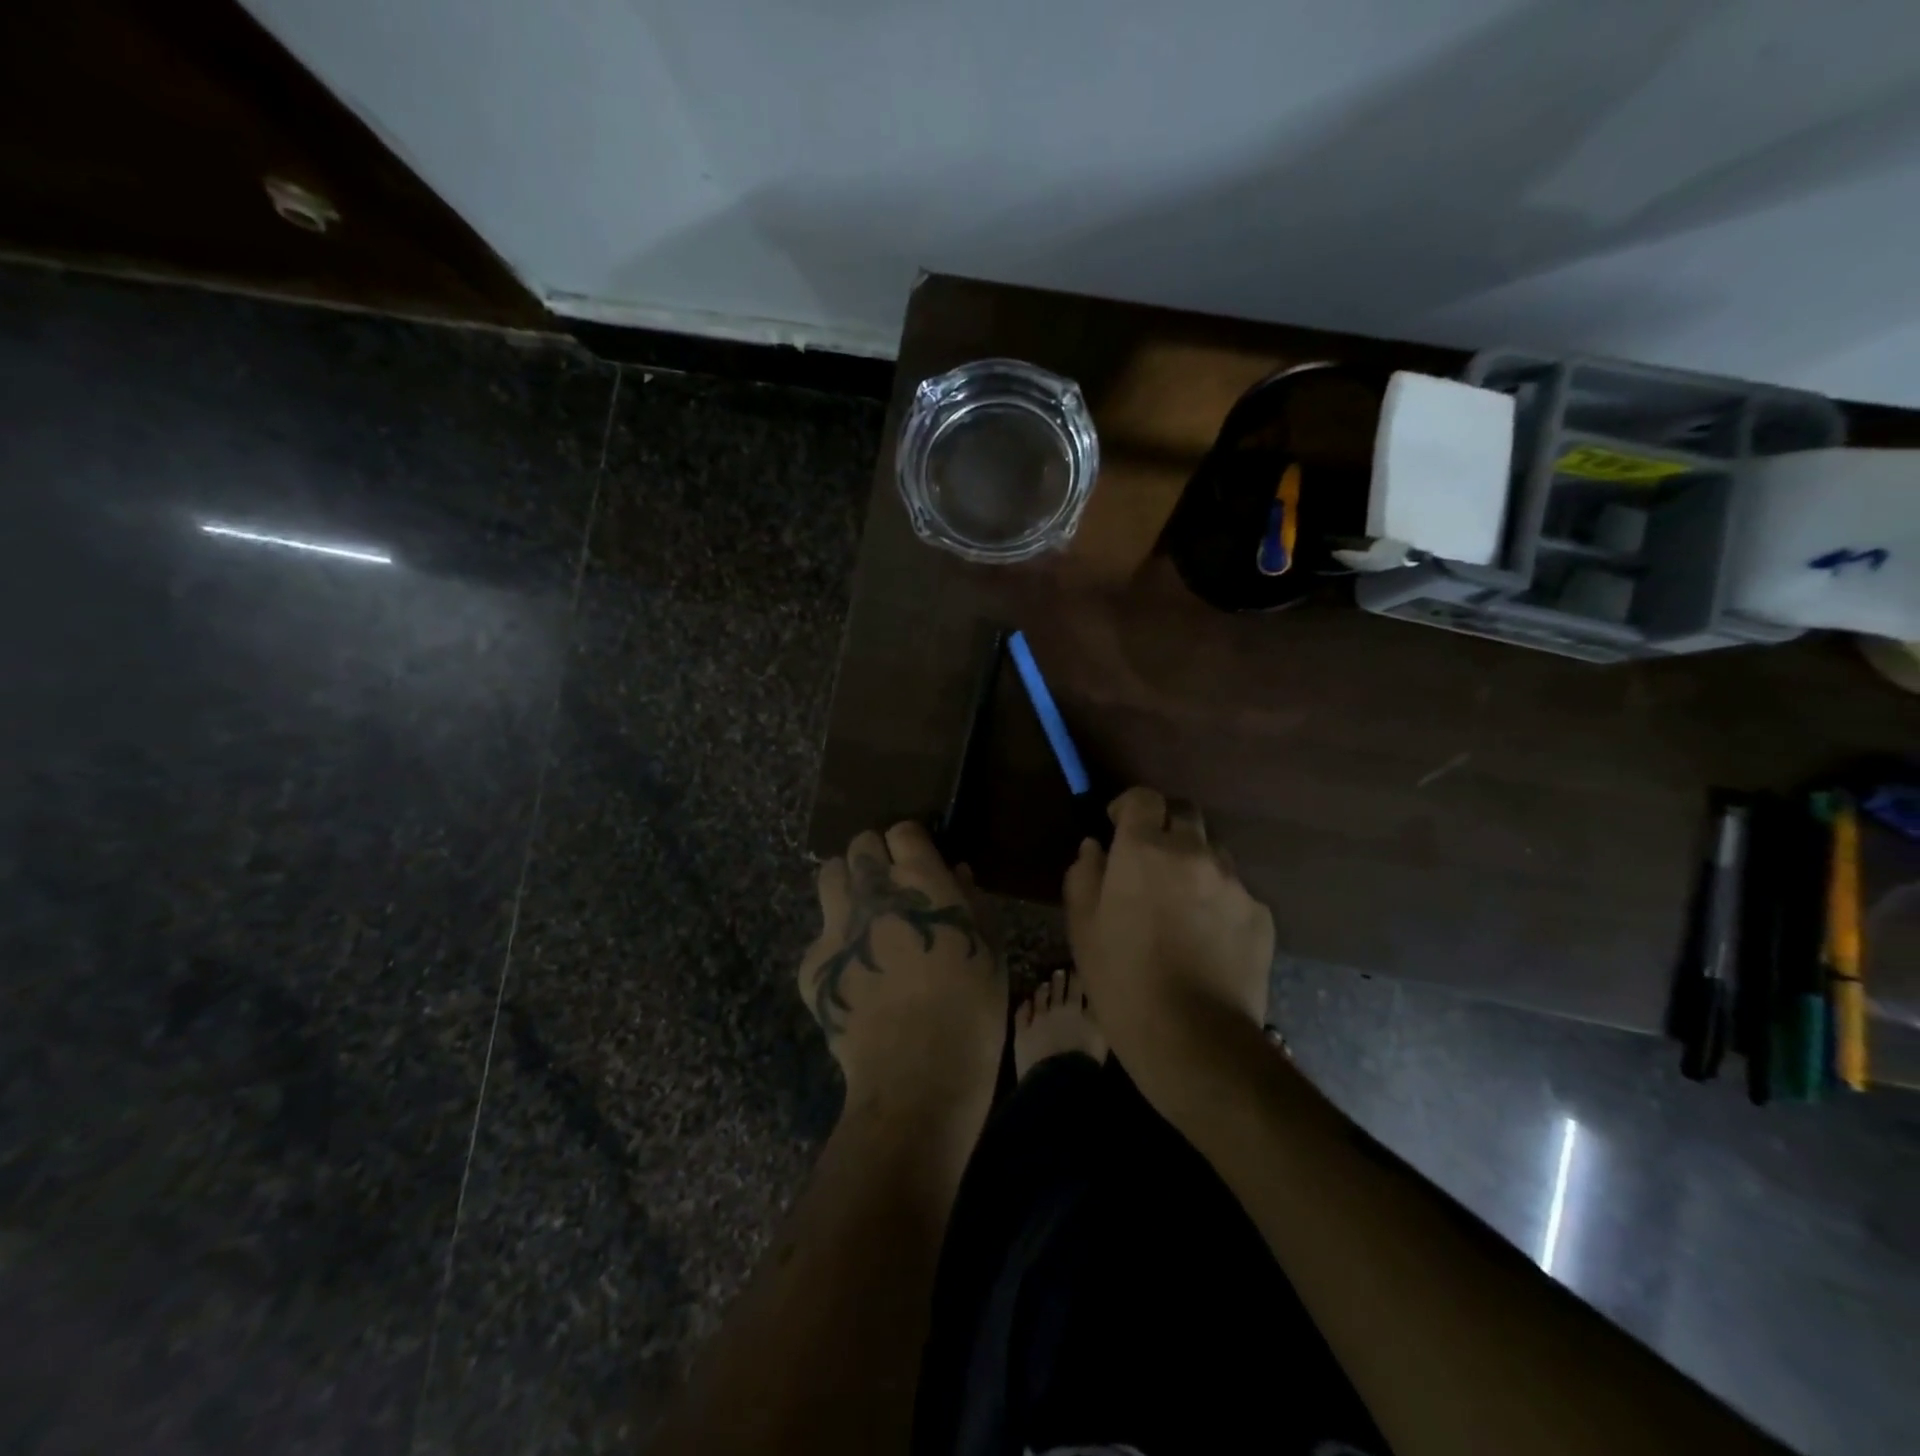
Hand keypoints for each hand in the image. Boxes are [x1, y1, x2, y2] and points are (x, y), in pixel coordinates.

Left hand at [798, 822, 1005, 1116]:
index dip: (911, 844)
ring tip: (862, 912)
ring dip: (847, 884)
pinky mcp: (813, 963)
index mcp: (920, 881)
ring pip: (830, 875)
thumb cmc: (971, 1008)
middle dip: (875, 858)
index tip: (918, 863)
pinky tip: (853, 970)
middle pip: (860, 845)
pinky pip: (820, 933)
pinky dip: (835, 942)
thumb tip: (956, 874)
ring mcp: (836, 926)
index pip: (902, 831)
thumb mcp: (990, 948)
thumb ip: (971, 901)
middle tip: (889, 887)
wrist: (917, 1074)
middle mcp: (872, 891)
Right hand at [1064, 786, 1273, 1051]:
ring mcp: (1233, 882)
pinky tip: (1208, 938)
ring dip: (1194, 863)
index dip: (1130, 807)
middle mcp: (1193, 852)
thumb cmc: (1122, 979)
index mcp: (1144, 849)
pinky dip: (1219, 900)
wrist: (1193, 1038)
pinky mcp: (1260, 913)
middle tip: (1150, 864)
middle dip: (1165, 828)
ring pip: (1213, 852)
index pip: (1144, 797)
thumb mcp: (1082, 927)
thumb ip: (1084, 874)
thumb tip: (1095, 847)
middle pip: (1184, 814)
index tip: (1118, 827)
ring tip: (1182, 904)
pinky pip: (1235, 891)